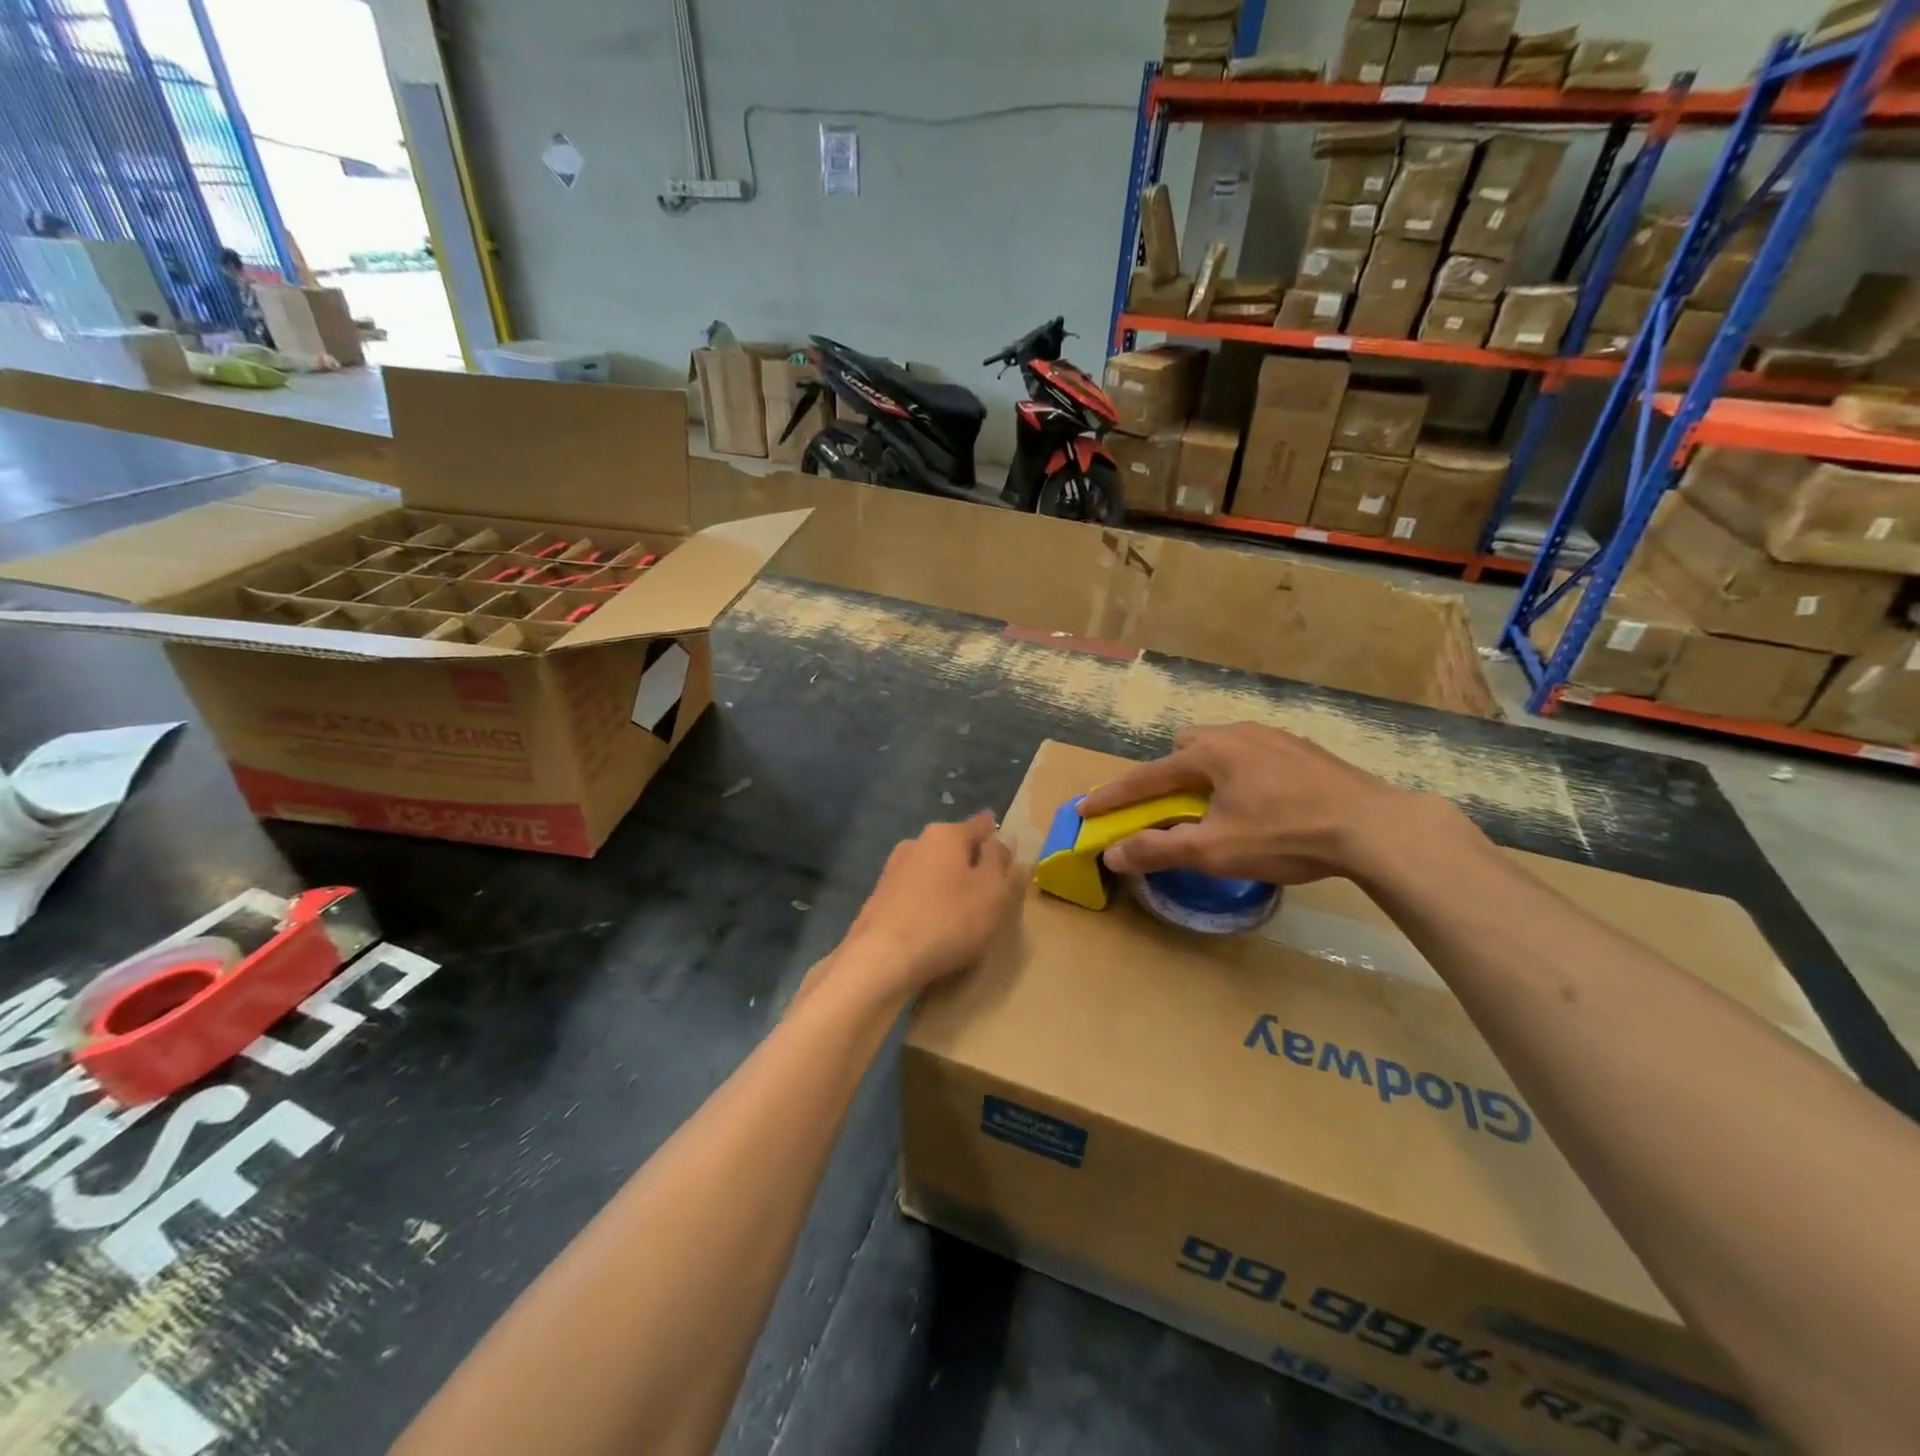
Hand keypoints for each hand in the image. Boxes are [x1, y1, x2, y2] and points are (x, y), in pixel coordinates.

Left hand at [837, 813, 1019, 997]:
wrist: (881, 959)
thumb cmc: (948, 920)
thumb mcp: (992, 891)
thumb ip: (1000, 861)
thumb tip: (1002, 837)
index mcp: (946, 834)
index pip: (981, 825)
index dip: (997, 838)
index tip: (1009, 855)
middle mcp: (916, 843)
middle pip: (955, 847)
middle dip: (972, 864)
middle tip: (991, 891)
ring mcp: (893, 870)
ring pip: (933, 870)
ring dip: (949, 884)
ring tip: (964, 913)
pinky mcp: (880, 898)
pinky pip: (916, 893)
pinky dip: (929, 903)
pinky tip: (935, 926)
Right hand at [1078, 723, 1420, 885]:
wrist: (1374, 826)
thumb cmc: (1285, 835)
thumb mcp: (1214, 850)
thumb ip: (1159, 849)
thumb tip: (1113, 855)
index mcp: (1208, 754)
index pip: (1146, 777)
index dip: (1113, 797)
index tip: (1085, 809)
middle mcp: (1235, 734)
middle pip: (1184, 747)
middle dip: (1167, 774)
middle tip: (1172, 807)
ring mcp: (1273, 737)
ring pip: (1221, 747)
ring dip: (1205, 773)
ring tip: (1218, 806)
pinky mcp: (1303, 749)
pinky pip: (1253, 754)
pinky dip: (1240, 774)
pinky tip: (1262, 801)